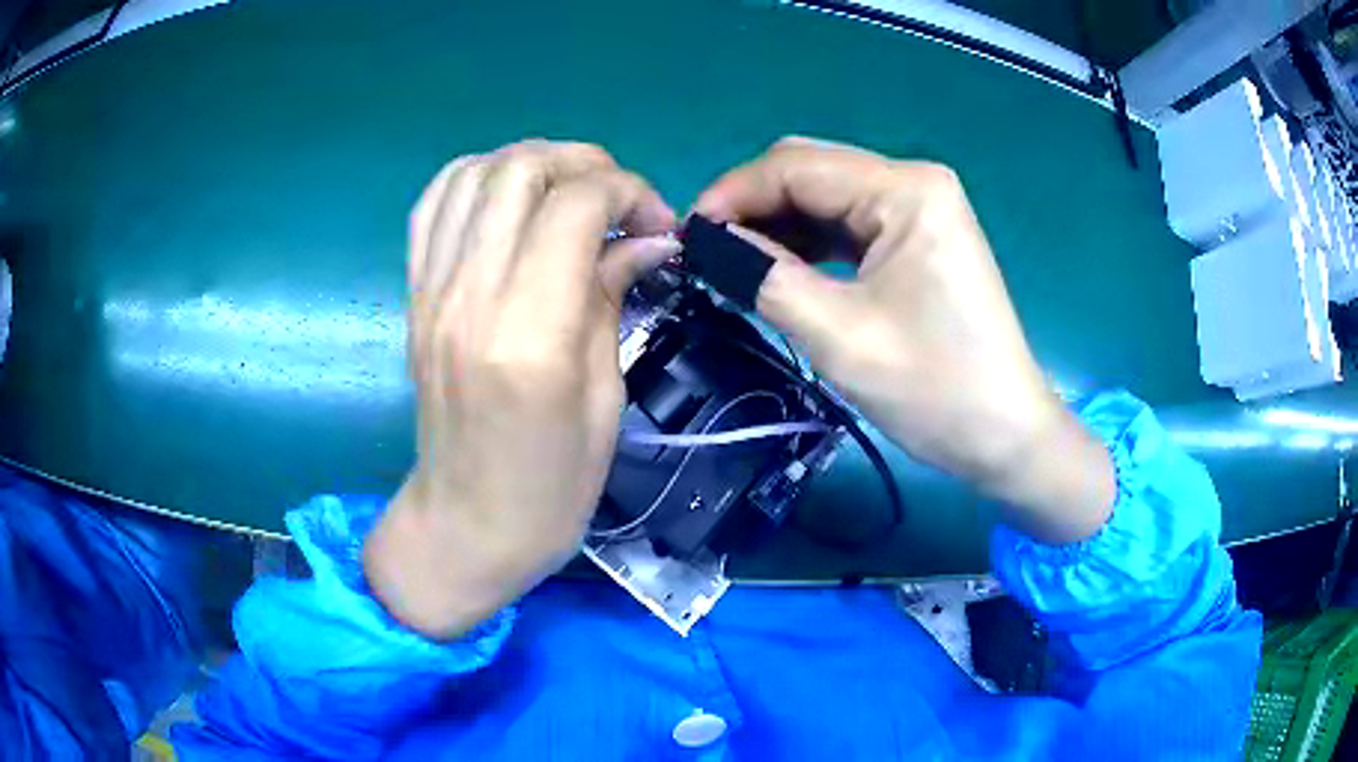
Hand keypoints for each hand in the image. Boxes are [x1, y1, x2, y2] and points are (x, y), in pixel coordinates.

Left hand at [365, 141, 678, 637]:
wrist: (465, 526)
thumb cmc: (551, 486)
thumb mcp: (604, 399)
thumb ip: (612, 298)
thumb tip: (649, 239)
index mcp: (530, 333)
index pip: (575, 204)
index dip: (628, 192)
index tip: (657, 224)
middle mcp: (470, 296)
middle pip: (519, 169)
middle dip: (583, 163)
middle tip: (619, 198)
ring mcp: (431, 291)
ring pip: (471, 173)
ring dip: (530, 164)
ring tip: (567, 193)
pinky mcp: (414, 295)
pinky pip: (434, 205)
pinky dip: (477, 181)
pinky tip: (510, 203)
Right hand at [694, 137, 1113, 543]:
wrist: (1005, 435)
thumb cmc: (933, 388)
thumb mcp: (837, 333)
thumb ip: (763, 275)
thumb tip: (708, 241)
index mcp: (905, 189)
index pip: (795, 167)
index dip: (732, 194)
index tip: (686, 235)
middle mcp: (915, 182)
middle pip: (811, 172)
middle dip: (753, 206)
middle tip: (708, 253)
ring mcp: (922, 209)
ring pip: (827, 197)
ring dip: (778, 224)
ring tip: (735, 265)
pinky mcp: (921, 238)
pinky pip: (851, 224)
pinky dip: (811, 242)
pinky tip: (781, 268)